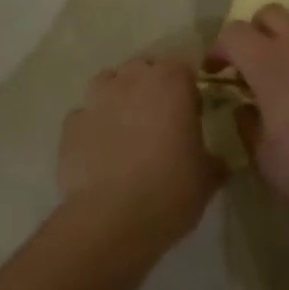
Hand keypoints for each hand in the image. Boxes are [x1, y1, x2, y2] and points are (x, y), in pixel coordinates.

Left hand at [59, 55, 219, 248]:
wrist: (112, 220)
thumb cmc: (171, 189)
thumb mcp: (208, 177)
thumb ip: (213, 160)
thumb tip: (218, 163)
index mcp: (172, 80)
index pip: (183, 70)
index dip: (187, 92)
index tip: (191, 117)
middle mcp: (133, 78)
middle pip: (143, 69)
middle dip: (151, 88)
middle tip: (160, 123)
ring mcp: (97, 98)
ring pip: (108, 83)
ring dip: (118, 98)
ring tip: (126, 131)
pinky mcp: (70, 125)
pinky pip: (85, 116)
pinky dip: (92, 127)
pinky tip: (99, 152)